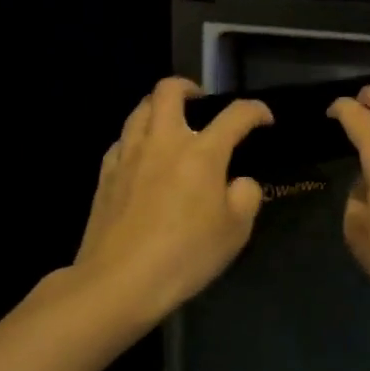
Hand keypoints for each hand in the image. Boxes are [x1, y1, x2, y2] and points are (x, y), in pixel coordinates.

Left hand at [71, 77, 273, 327]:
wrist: (118, 282)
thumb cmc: (185, 256)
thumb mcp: (235, 231)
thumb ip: (246, 196)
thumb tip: (239, 181)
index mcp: (201, 153)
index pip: (235, 115)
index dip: (255, 111)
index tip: (264, 119)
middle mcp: (163, 141)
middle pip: (169, 90)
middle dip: (189, 88)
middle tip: (202, 104)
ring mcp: (128, 155)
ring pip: (140, 109)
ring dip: (159, 109)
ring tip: (171, 128)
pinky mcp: (105, 174)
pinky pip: (122, 140)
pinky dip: (137, 139)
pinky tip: (143, 160)